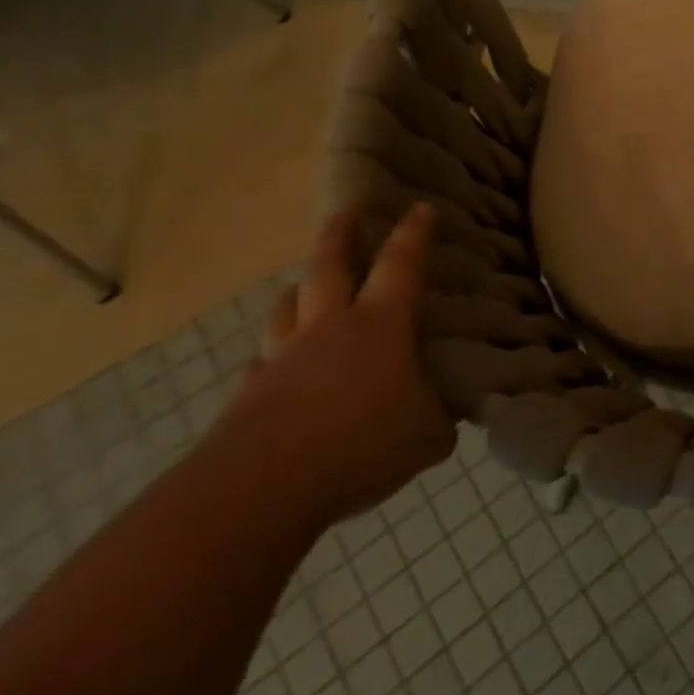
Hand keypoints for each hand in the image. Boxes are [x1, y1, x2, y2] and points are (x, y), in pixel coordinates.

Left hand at [216, 204, 456, 527]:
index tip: (420, 207)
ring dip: (297, 291)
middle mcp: (328, 328)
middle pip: (328, 266)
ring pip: (286, 308)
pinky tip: (273, 367)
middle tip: (346, 212)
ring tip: (303, 286)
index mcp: (379, 325)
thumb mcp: (426, 434)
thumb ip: (439, 417)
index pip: (401, 265)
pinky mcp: (248, 395)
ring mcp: (282, 359)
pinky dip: (271, 356)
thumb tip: (445, 418)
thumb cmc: (362, 443)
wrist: (263, 487)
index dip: (413, 233)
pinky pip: (261, 363)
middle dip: (339, 234)